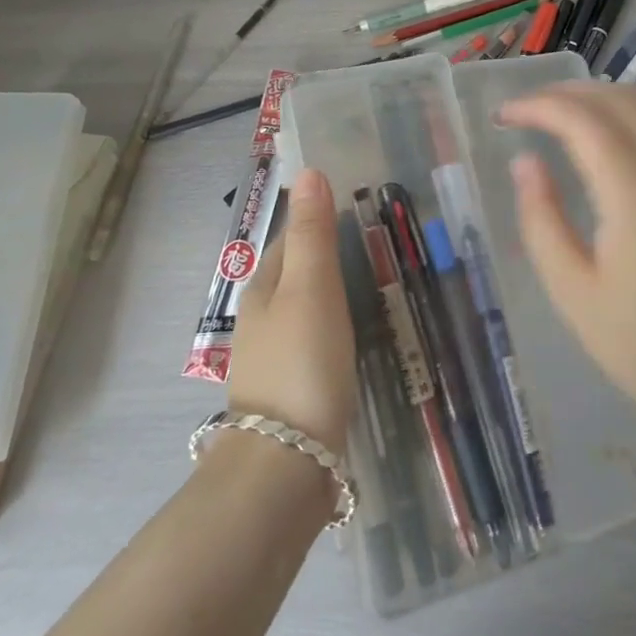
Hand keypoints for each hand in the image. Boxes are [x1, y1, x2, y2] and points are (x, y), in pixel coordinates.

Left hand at [225, 168, 356, 452]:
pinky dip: (332, 330)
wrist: (287, 464)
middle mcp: (262, 319)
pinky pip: (314, 342)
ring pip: (305, 310)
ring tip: (370, 285)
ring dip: (330, 294)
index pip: (292, 237)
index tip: (355, 206)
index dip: (319, 218)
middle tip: (373, 243)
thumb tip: (307, 170)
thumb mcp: (312, 287)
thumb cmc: (303, 361)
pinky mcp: (291, 391)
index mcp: (264, 288)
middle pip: (296, 273)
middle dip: (326, 256)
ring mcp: (274, 358)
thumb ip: (313, 231)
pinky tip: (353, 339)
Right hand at [498, 83, 635, 437]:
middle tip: (521, 112)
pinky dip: (625, 107)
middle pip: (615, 99)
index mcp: (634, 195)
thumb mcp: (574, 294)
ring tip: (557, 113)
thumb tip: (524, 162)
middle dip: (563, 93)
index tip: (502, 116)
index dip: (538, 107)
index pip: (583, 121)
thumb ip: (542, 222)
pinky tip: (602, 131)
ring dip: (597, 94)